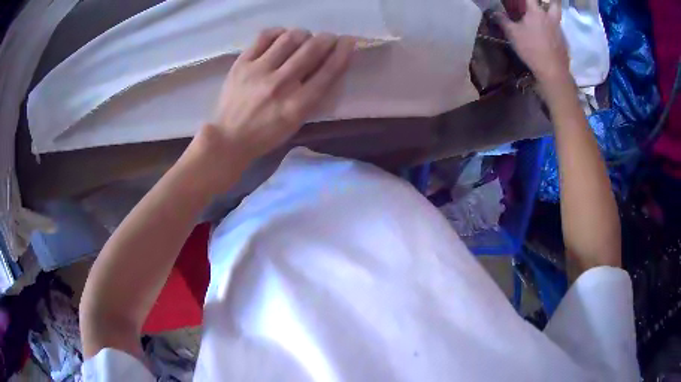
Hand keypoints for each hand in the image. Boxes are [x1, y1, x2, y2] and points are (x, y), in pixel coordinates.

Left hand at [205, 28, 354, 162]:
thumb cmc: (267, 134)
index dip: (342, 52)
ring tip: (304, 39)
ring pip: (290, 38)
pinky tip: (282, 38)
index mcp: (297, 105)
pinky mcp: (242, 63)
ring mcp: (258, 71)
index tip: (348, 42)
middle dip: (327, 39)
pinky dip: (279, 32)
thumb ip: (313, 95)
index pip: (328, 71)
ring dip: (304, 34)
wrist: (229, 138)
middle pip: (312, 49)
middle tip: (328, 38)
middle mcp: (280, 84)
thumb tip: (327, 64)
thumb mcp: (296, 122)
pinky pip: (265, 36)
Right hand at [495, 0, 570, 86]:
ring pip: (557, 16)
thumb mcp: (512, 34)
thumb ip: (503, 21)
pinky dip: (554, 29)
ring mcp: (559, 30)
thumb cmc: (531, 48)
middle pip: (555, 3)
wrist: (552, 71)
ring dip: (552, 14)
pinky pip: (559, 30)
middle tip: (547, 2)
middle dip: (552, 1)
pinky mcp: (563, 42)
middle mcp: (550, 18)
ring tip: (544, 18)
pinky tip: (548, 36)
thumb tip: (494, 13)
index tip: (521, 1)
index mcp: (536, 12)